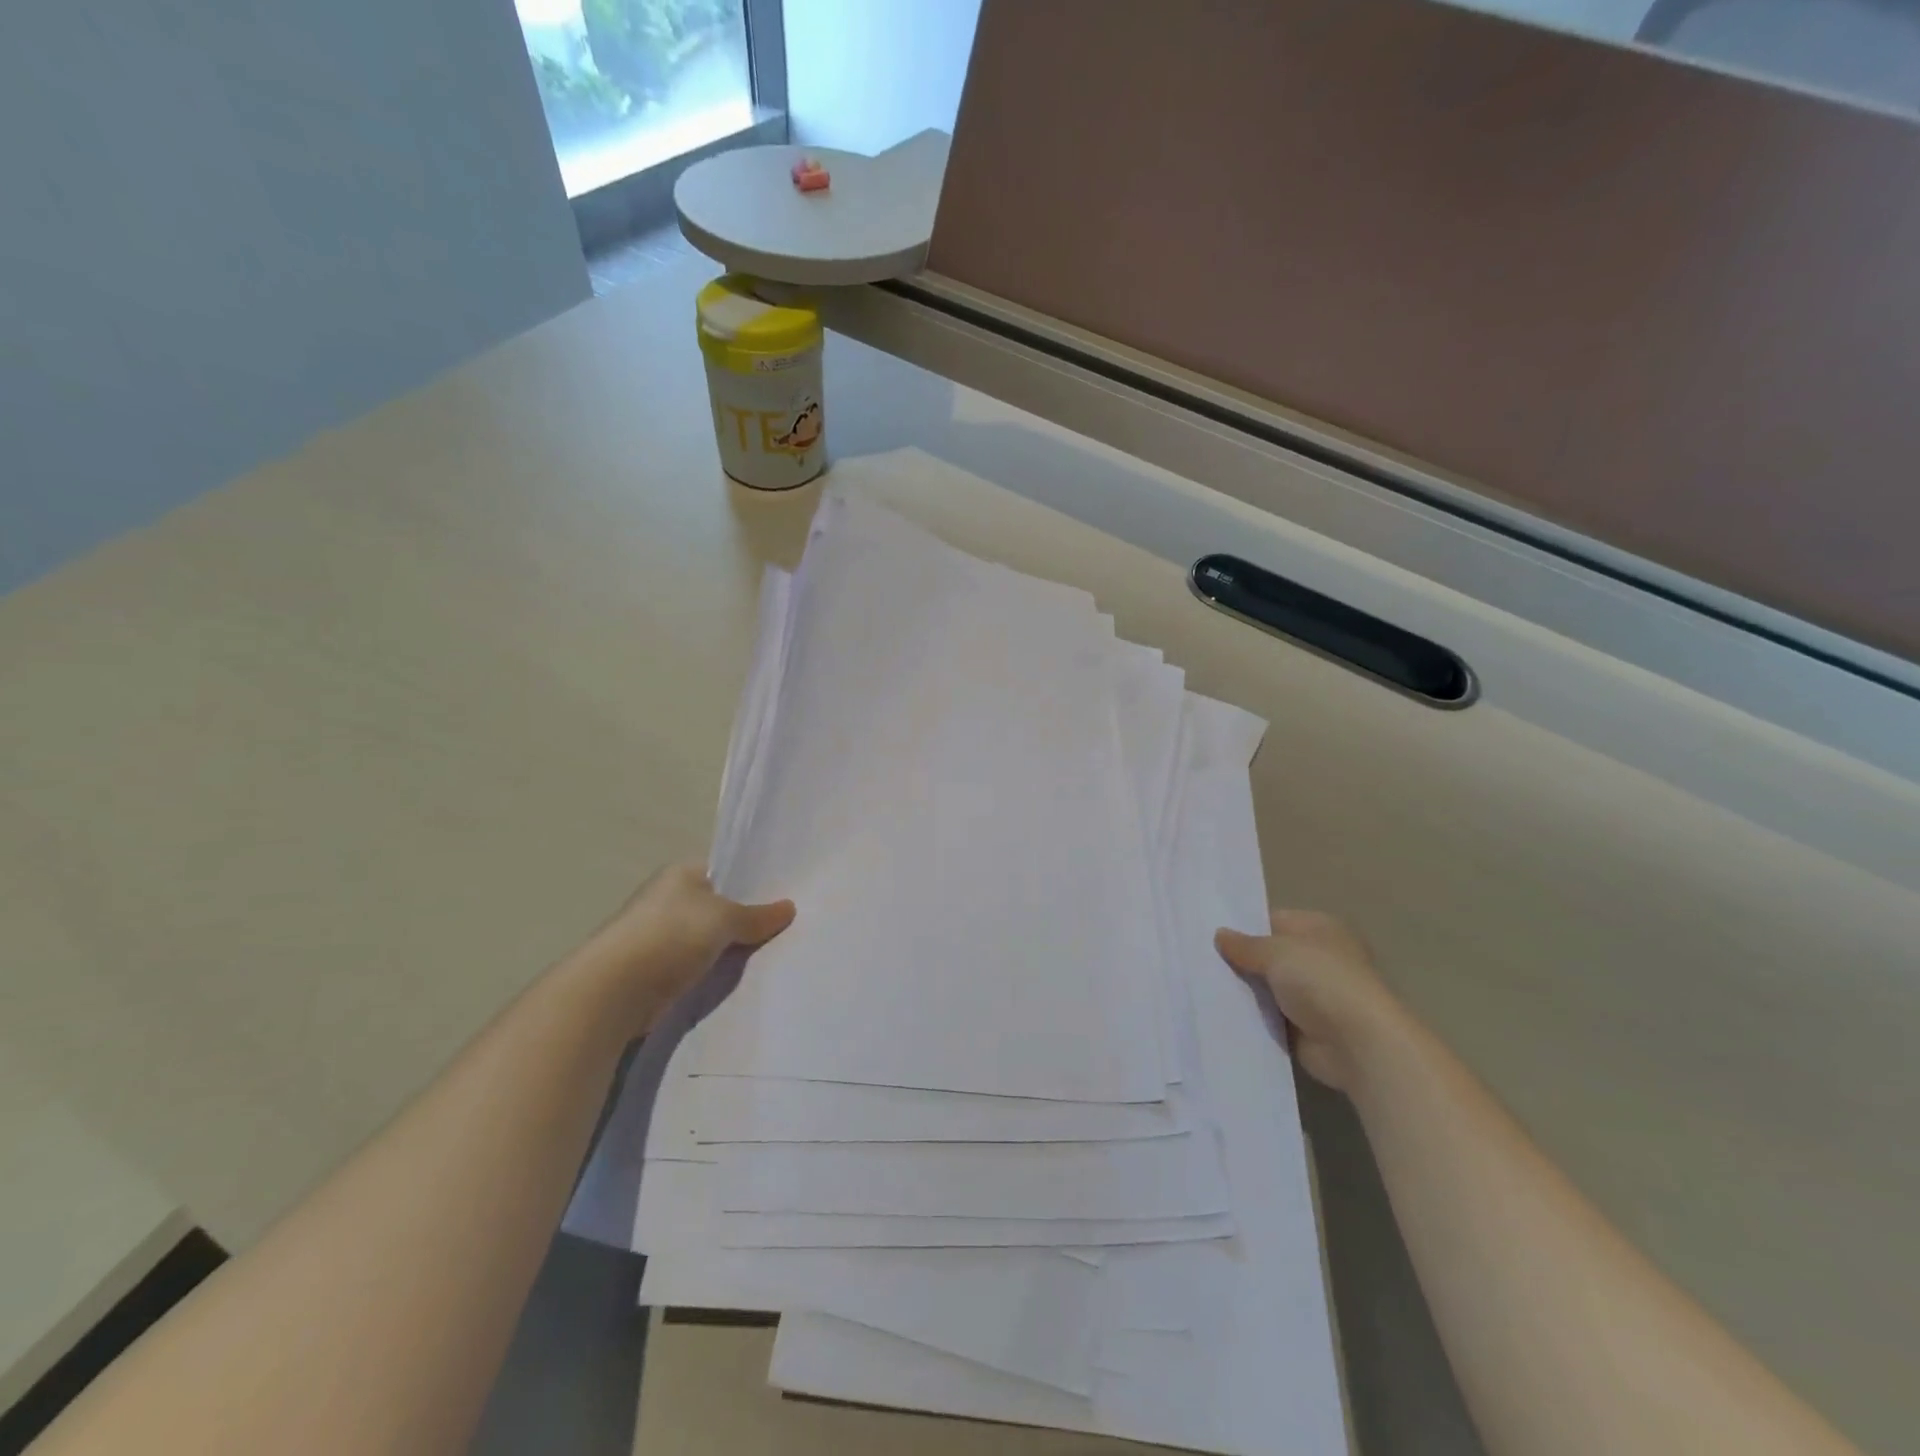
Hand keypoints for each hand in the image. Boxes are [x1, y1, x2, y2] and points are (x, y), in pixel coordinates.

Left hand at [573, 864, 794, 1035]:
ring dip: (730, 949)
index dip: (753, 884)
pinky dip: (714, 972)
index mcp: (681, 874)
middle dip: (746, 919)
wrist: (616, 990)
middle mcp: (668, 899)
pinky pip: (697, 966)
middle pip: (718, 907)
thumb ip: (757, 915)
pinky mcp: (655, 970)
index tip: (784, 898)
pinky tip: (739, 980)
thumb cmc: (671, 935)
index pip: (725, 872)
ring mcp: (659, 936)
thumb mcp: (724, 918)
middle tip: (786, 930)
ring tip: (771, 956)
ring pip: (708, 939)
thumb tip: (789, 908)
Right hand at [1215, 910, 1404, 1092]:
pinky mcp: (1305, 1026)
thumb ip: (1244, 944)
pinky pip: (1269, 1015)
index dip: (1242, 926)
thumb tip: (1220, 935)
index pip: (1272, 920)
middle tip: (1198, 959)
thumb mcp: (1276, 951)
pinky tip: (1220, 1011)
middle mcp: (1318, 957)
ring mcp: (1313, 994)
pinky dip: (1252, 1015)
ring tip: (1201, 984)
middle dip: (1239, 959)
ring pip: (1266, 986)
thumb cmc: (1322, 981)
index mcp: (1319, 928)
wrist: (1358, 1044)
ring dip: (1244, 989)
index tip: (1208, 933)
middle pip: (1268, 954)